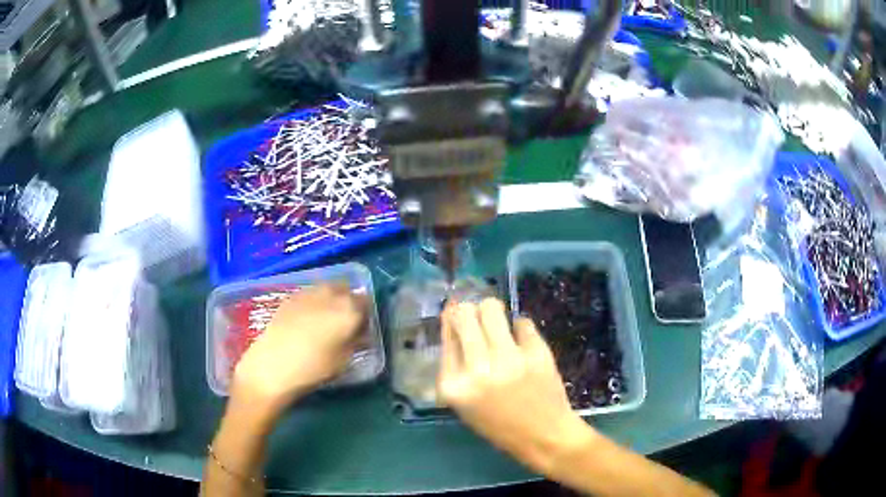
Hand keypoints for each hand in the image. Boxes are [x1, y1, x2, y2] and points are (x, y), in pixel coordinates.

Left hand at [232, 283, 365, 416]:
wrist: (273, 365)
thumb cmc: (314, 367)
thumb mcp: (344, 360)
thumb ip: (355, 342)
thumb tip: (358, 333)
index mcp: (349, 309)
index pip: (366, 303)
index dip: (364, 316)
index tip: (360, 330)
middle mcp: (331, 293)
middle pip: (346, 290)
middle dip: (348, 303)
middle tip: (343, 324)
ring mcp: (308, 292)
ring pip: (327, 289)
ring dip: (330, 300)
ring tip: (323, 322)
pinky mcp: (290, 296)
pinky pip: (310, 295)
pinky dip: (313, 303)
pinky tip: (306, 322)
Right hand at [437, 298, 594, 474]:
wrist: (543, 436)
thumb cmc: (499, 425)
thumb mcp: (465, 403)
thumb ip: (455, 364)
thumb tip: (451, 318)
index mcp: (454, 385)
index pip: (446, 335)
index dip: (452, 320)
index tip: (456, 315)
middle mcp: (477, 369)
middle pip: (464, 315)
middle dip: (469, 310)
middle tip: (477, 319)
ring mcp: (508, 359)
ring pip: (491, 308)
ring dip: (492, 311)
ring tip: (498, 324)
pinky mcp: (536, 352)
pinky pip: (522, 322)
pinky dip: (519, 329)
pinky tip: (521, 343)